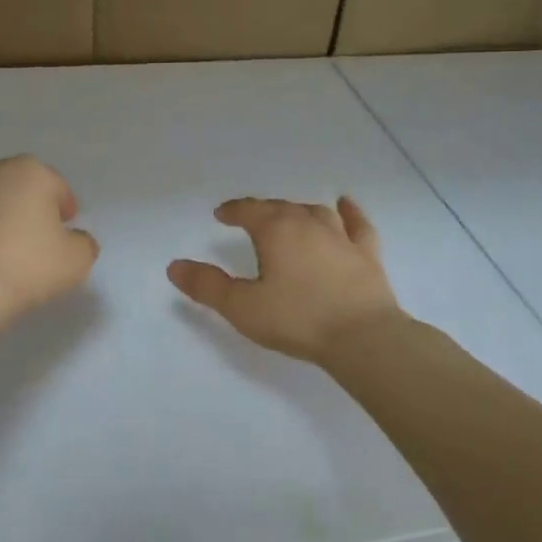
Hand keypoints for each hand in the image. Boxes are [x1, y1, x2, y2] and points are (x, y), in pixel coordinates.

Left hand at [0, 156, 98, 333]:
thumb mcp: (76, 262)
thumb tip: (73, 240)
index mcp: (29, 173)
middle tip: (24, 243)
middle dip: (19, 207)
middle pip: (11, 186)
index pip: (56, 186)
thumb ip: (82, 244)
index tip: (62, 232)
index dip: (62, 209)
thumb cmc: (23, 268)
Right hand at [167, 196, 400, 363]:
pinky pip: (357, 223)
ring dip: (298, 211)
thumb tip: (174, 266)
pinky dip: (349, 212)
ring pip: (315, 212)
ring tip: (289, 216)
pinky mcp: (367, 253)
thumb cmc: (297, 319)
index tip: (221, 215)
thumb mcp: (243, 307)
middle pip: (280, 208)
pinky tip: (345, 205)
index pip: (249, 211)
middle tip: (250, 219)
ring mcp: (341, 236)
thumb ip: (207, 286)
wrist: (362, 337)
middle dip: (262, 211)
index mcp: (276, 230)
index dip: (233, 211)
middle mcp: (308, 223)